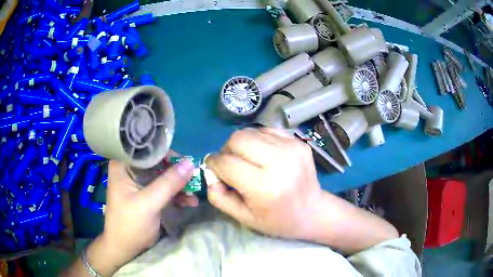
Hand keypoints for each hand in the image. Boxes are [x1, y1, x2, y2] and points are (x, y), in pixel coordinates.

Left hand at [85, 159, 195, 274]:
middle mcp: (130, 170)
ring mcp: (140, 183)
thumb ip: (168, 183)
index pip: (145, 149)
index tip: (184, 160)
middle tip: (194, 178)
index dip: (165, 151)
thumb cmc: (130, 224)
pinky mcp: (148, 195)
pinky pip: (165, 188)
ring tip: (194, 193)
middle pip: (157, 161)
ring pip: (163, 175)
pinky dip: (177, 194)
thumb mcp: (148, 204)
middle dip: (176, 171)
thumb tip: (190, 163)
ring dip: (179, 184)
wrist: (125, 249)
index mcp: (123, 165)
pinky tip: (189, 202)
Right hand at [205, 128, 397, 252]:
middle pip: (238, 139)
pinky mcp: (298, 142)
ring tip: (247, 159)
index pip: (227, 163)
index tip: (213, 168)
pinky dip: (258, 140)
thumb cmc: (277, 220)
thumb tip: (210, 172)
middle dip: (226, 150)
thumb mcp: (243, 217)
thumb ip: (219, 196)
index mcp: (264, 186)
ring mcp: (292, 148)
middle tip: (229, 163)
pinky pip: (267, 130)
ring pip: (251, 131)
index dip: (214, 164)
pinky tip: (263, 154)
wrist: (313, 212)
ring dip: (242, 144)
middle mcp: (279, 161)